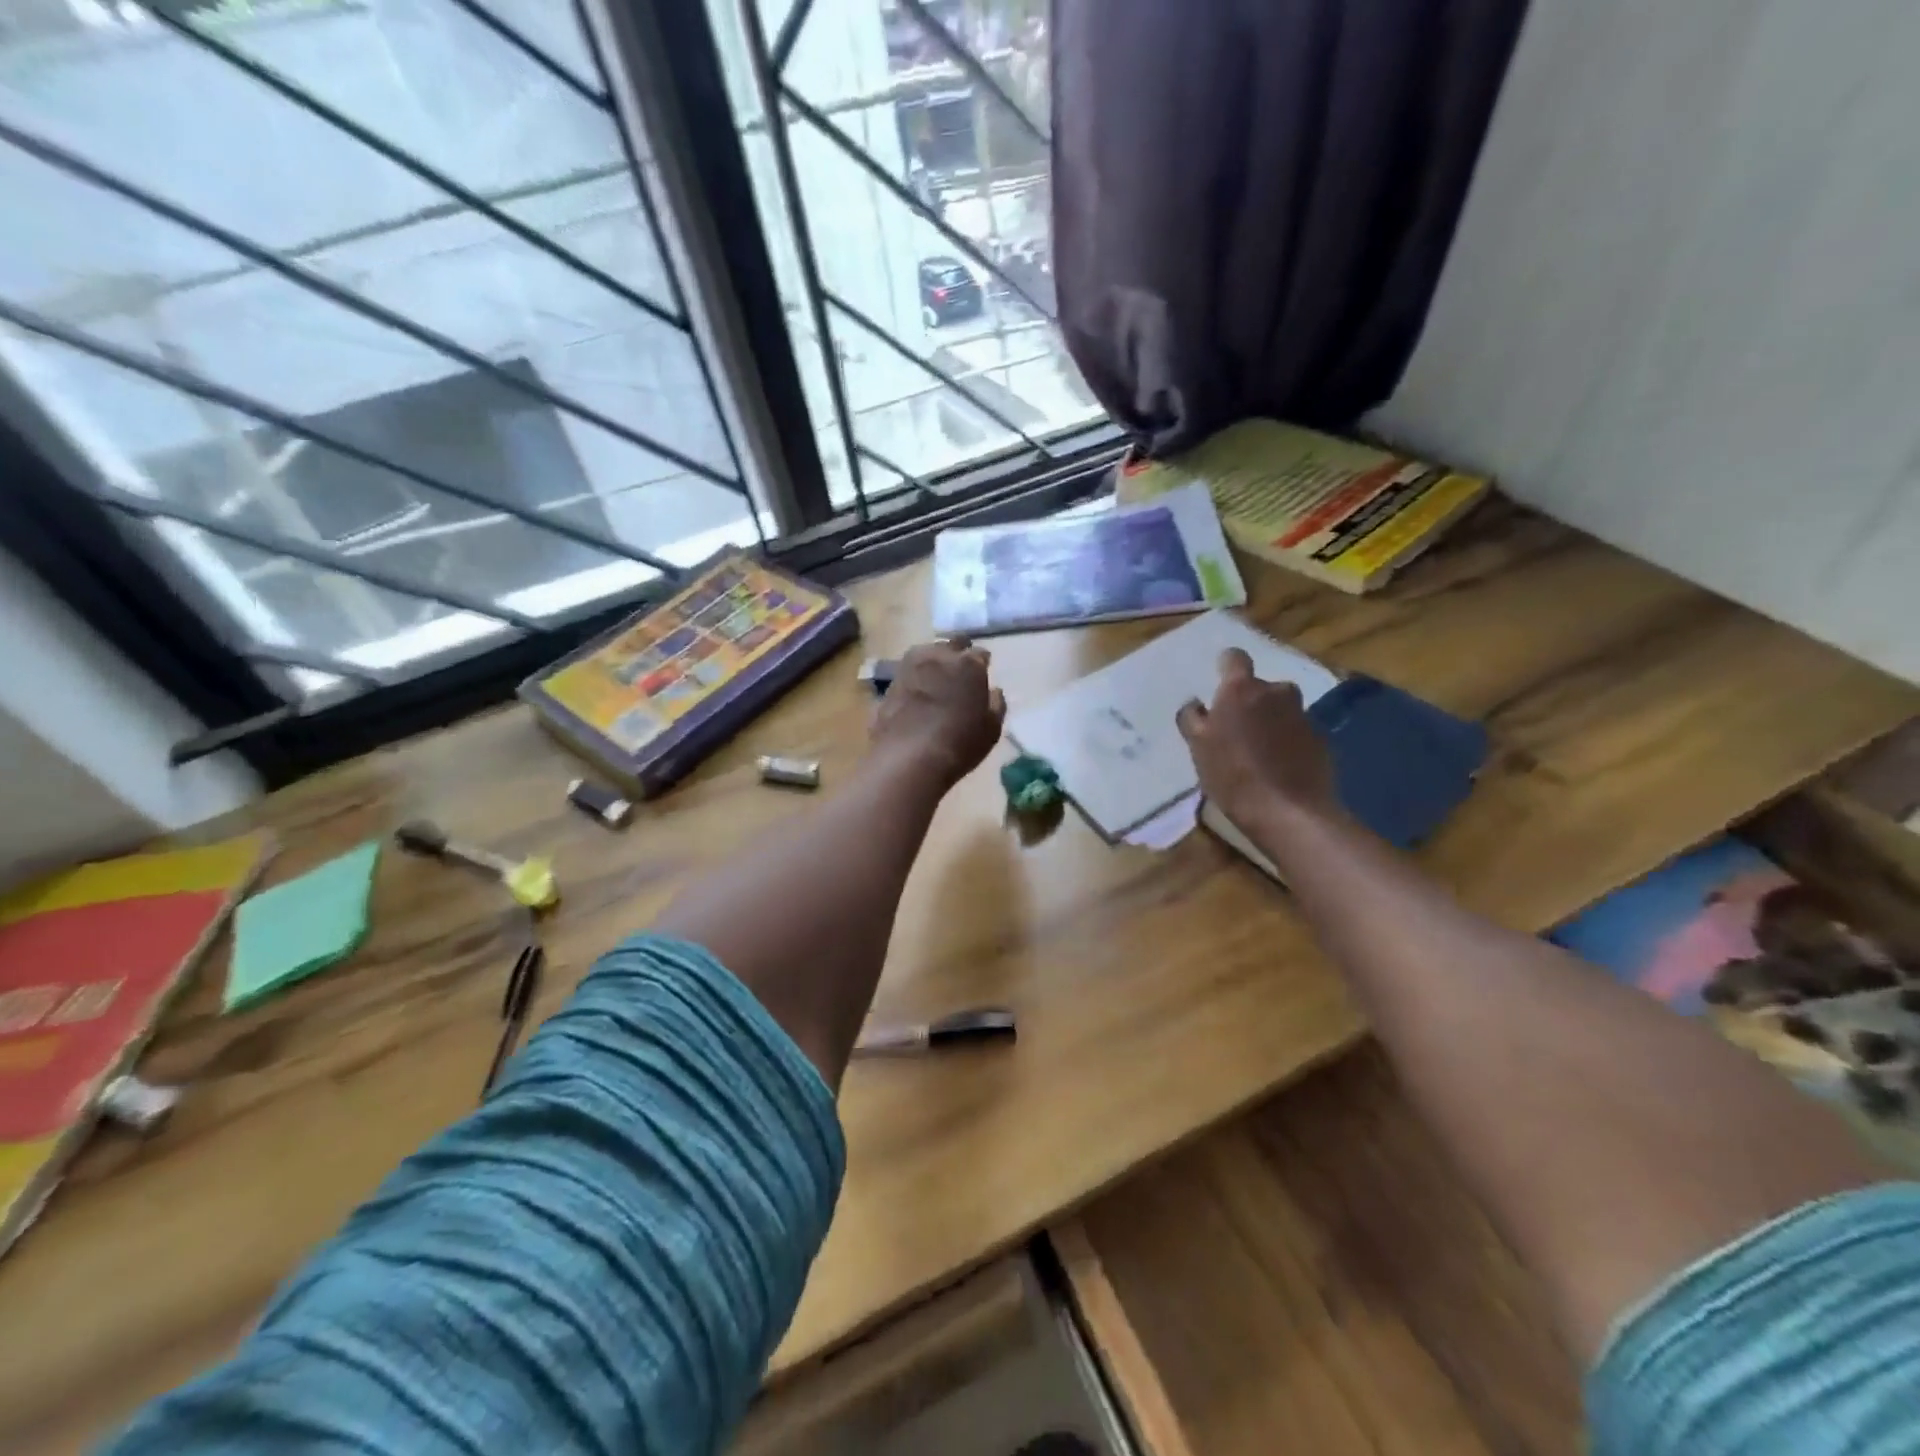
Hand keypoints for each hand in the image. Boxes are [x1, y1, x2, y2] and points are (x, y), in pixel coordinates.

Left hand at [870, 639, 1005, 788]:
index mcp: (968, 663)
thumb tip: (993, 691)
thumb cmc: (960, 744)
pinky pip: (907, 676)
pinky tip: (916, 698)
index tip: (982, 674)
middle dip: (956, 654)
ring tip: (936, 682)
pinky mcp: (889, 685)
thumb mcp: (991, 729)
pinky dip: (914, 682)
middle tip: (960, 672)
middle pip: (950, 646)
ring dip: (932, 664)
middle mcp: (937, 656)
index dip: (982, 664)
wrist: (909, 758)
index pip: (980, 653)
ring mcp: (908, 668)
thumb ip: (995, 704)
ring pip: (925, 656)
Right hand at [1177, 648, 1337, 827]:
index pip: (1234, 658)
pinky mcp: (1321, 739)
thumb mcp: (1198, 747)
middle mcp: (1276, 693)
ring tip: (1258, 751)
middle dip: (1250, 701)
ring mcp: (1302, 715)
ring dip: (1270, 720)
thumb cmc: (1232, 775)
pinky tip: (1278, 767)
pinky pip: (1297, 732)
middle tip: (1236, 729)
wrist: (1289, 812)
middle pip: (1260, 687)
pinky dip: (1287, 741)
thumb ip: (1193, 719)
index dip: (1226, 666)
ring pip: (1281, 709)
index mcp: (1241, 690)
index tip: (1219, 683)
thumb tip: (1195, 704)